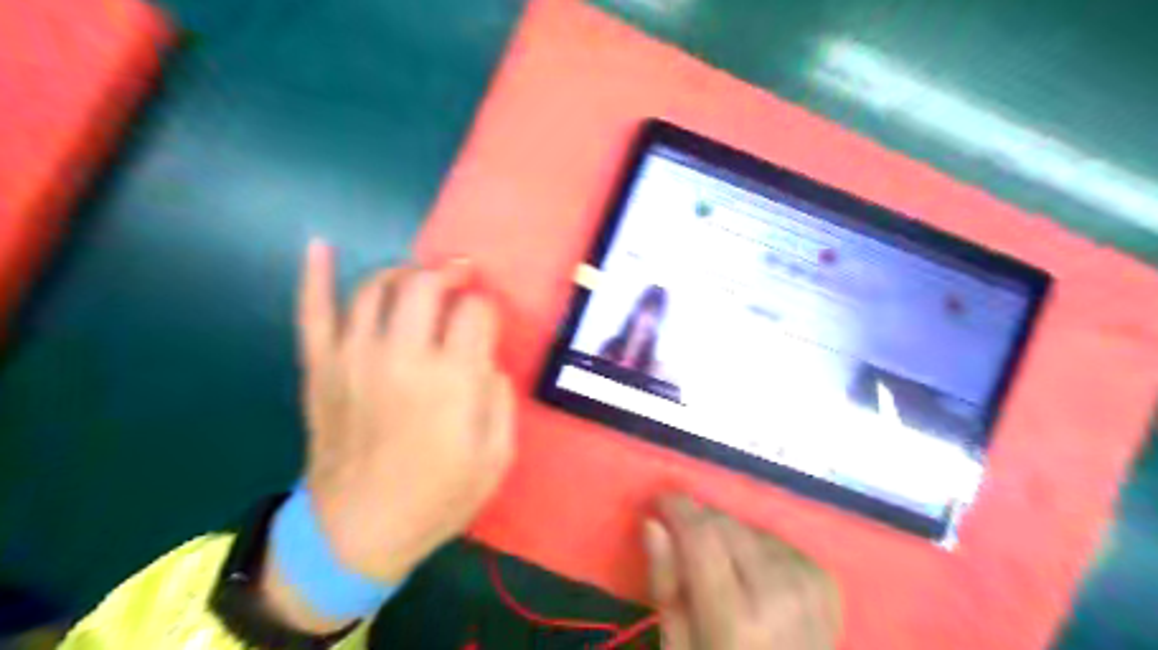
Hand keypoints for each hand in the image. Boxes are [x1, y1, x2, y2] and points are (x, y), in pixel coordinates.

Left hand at [264, 241, 517, 631]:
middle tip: (462, 277)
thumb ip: (500, 397)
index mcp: (451, 381)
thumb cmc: (437, 497)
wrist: (357, 533)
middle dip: (450, 272)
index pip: (475, 311)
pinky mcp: (321, 369)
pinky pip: (312, 312)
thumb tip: (485, 359)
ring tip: (420, 280)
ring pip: (376, 289)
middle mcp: (402, 358)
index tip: (488, 317)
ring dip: (404, 273)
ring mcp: (353, 359)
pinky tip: (320, 246)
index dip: (487, 306)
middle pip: (425, 285)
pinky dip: (314, 276)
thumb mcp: (496, 457)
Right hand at [642, 497, 841, 649]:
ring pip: (750, 528)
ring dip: (727, 535)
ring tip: (720, 567)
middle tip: (683, 537)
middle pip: (727, 525)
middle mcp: (781, 595)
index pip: (702, 536)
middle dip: (699, 521)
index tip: (661, 500)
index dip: (678, 509)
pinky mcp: (826, 581)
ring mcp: (810, 586)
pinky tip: (750, 574)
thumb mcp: (678, 644)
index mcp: (738, 620)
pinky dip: (755, 547)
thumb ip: (665, 581)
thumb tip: (653, 523)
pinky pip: (775, 540)